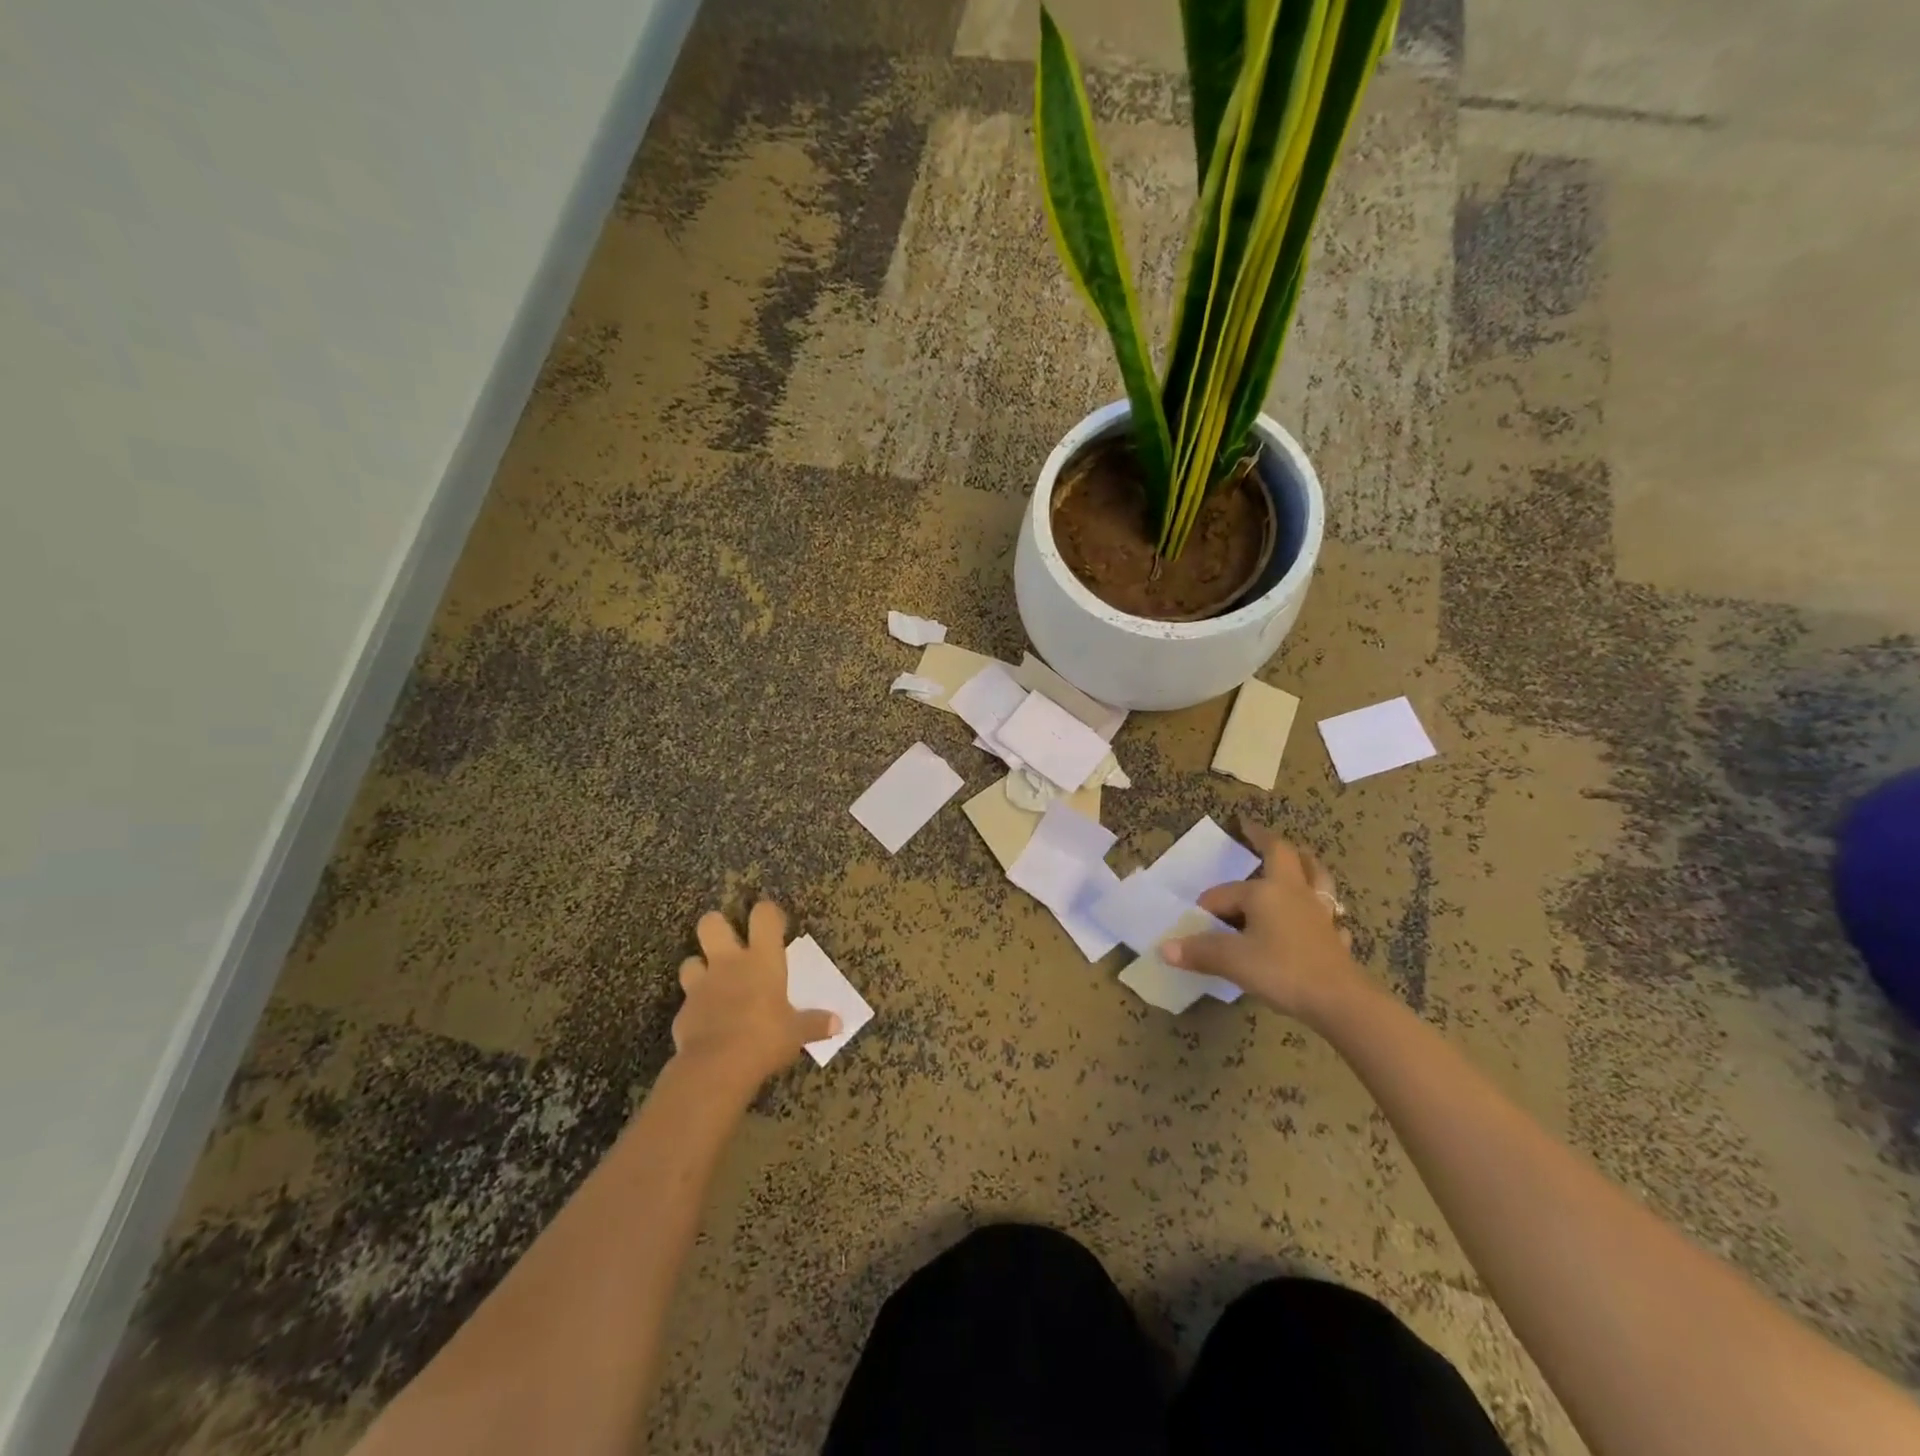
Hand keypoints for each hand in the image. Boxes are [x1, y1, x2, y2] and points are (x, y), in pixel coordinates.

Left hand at [671, 901, 838, 1091]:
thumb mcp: (796, 1033)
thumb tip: (838, 1024)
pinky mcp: (682, 1012)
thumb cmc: (765, 1038)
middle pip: (712, 923)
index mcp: (762, 959)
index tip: (775, 924)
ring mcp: (701, 985)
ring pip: (690, 960)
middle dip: (718, 926)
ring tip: (713, 983)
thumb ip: (815, 1024)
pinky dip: (695, 1008)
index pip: (764, 916)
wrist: (716, 1067)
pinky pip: (687, 1001)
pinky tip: (706, 1022)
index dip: (768, 914)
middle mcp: (728, 963)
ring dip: (700, 968)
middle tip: (730, 943)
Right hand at [1161, 823, 1364, 1021]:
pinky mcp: (1335, 936)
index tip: (1194, 926)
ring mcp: (1319, 912)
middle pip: (1283, 855)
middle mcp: (1294, 892)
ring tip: (1299, 856)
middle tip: (1251, 828)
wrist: (1339, 1001)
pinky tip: (1322, 918)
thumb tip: (1163, 948)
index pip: (1224, 894)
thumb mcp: (1233, 961)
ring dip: (1305, 863)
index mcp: (1265, 891)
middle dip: (1265, 840)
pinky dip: (1324, 909)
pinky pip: (1330, 914)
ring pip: (1316, 876)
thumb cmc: (1282, 970)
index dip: (1207, 908)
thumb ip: (1198, 951)